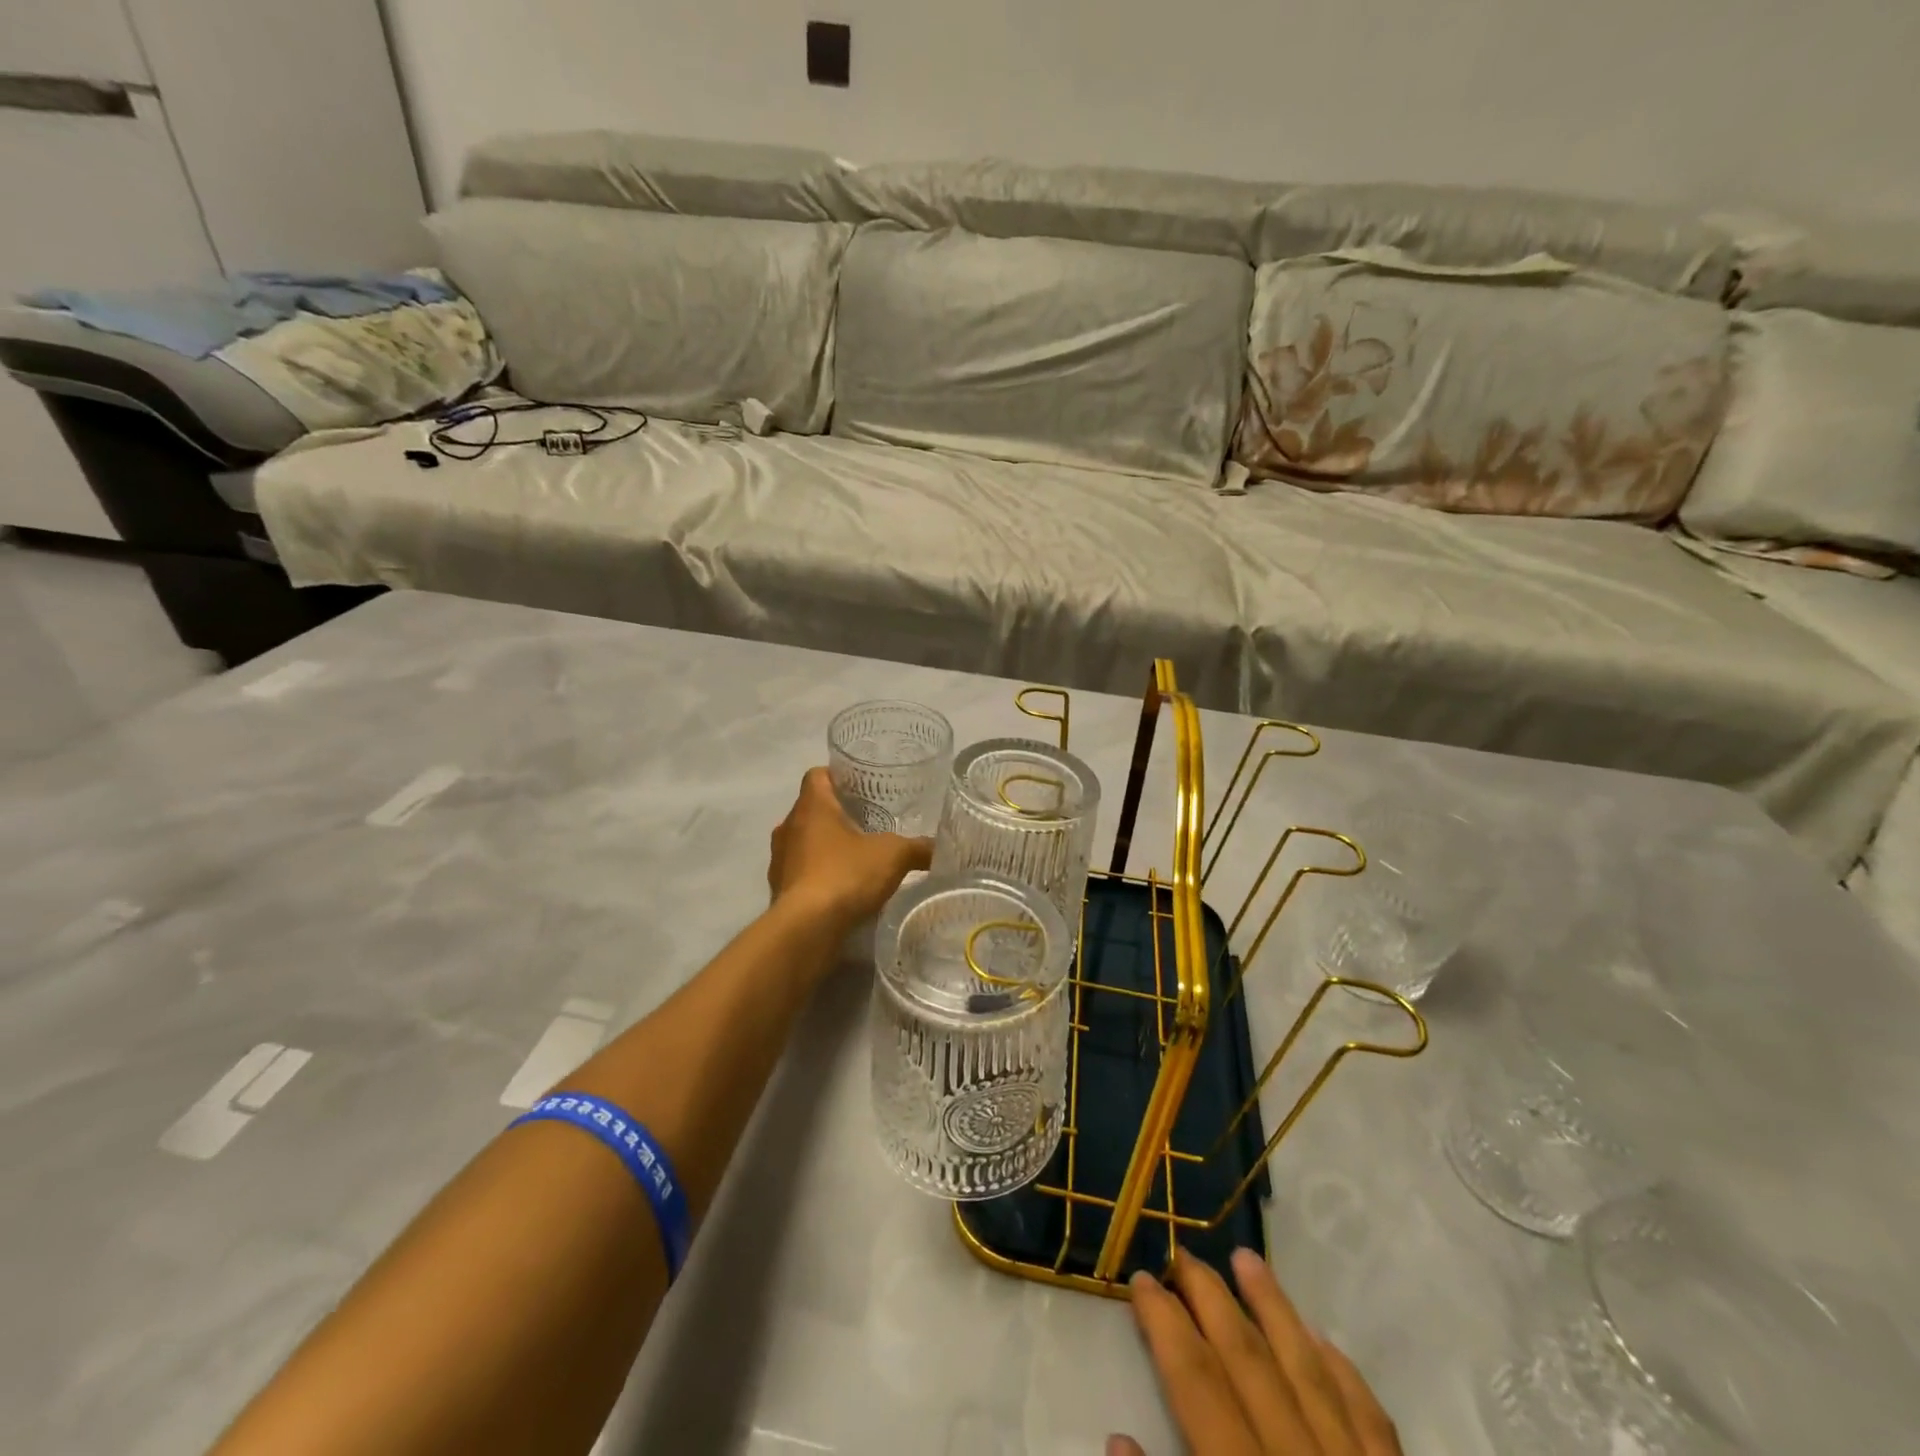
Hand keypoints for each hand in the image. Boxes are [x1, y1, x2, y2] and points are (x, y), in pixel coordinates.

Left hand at [768, 768, 932, 932]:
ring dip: (826, 847)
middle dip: (838, 814)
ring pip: (804, 842)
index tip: (861, 787)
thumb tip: (939, 847)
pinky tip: (843, 888)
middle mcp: (789, 826)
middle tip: (869, 822)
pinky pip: (801, 872)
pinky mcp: (779, 889)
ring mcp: (780, 859)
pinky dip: (818, 875)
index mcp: (811, 806)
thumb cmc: (846, 874)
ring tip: (857, 857)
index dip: (838, 776)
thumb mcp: (894, 856)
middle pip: (812, 809)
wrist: (806, 929)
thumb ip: (918, 848)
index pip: (817, 775)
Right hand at [1111, 1249, 1400, 1455]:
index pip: (1198, 1386)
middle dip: (1212, 1300)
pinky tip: (1324, 1340)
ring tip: (1248, 1259)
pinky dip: (1345, 1376)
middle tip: (1183, 1251)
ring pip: (1310, 1375)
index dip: (1166, 1326)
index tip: (1141, 1279)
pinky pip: (1371, 1424)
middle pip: (1250, 1364)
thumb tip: (1117, 1443)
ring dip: (1276, 1313)